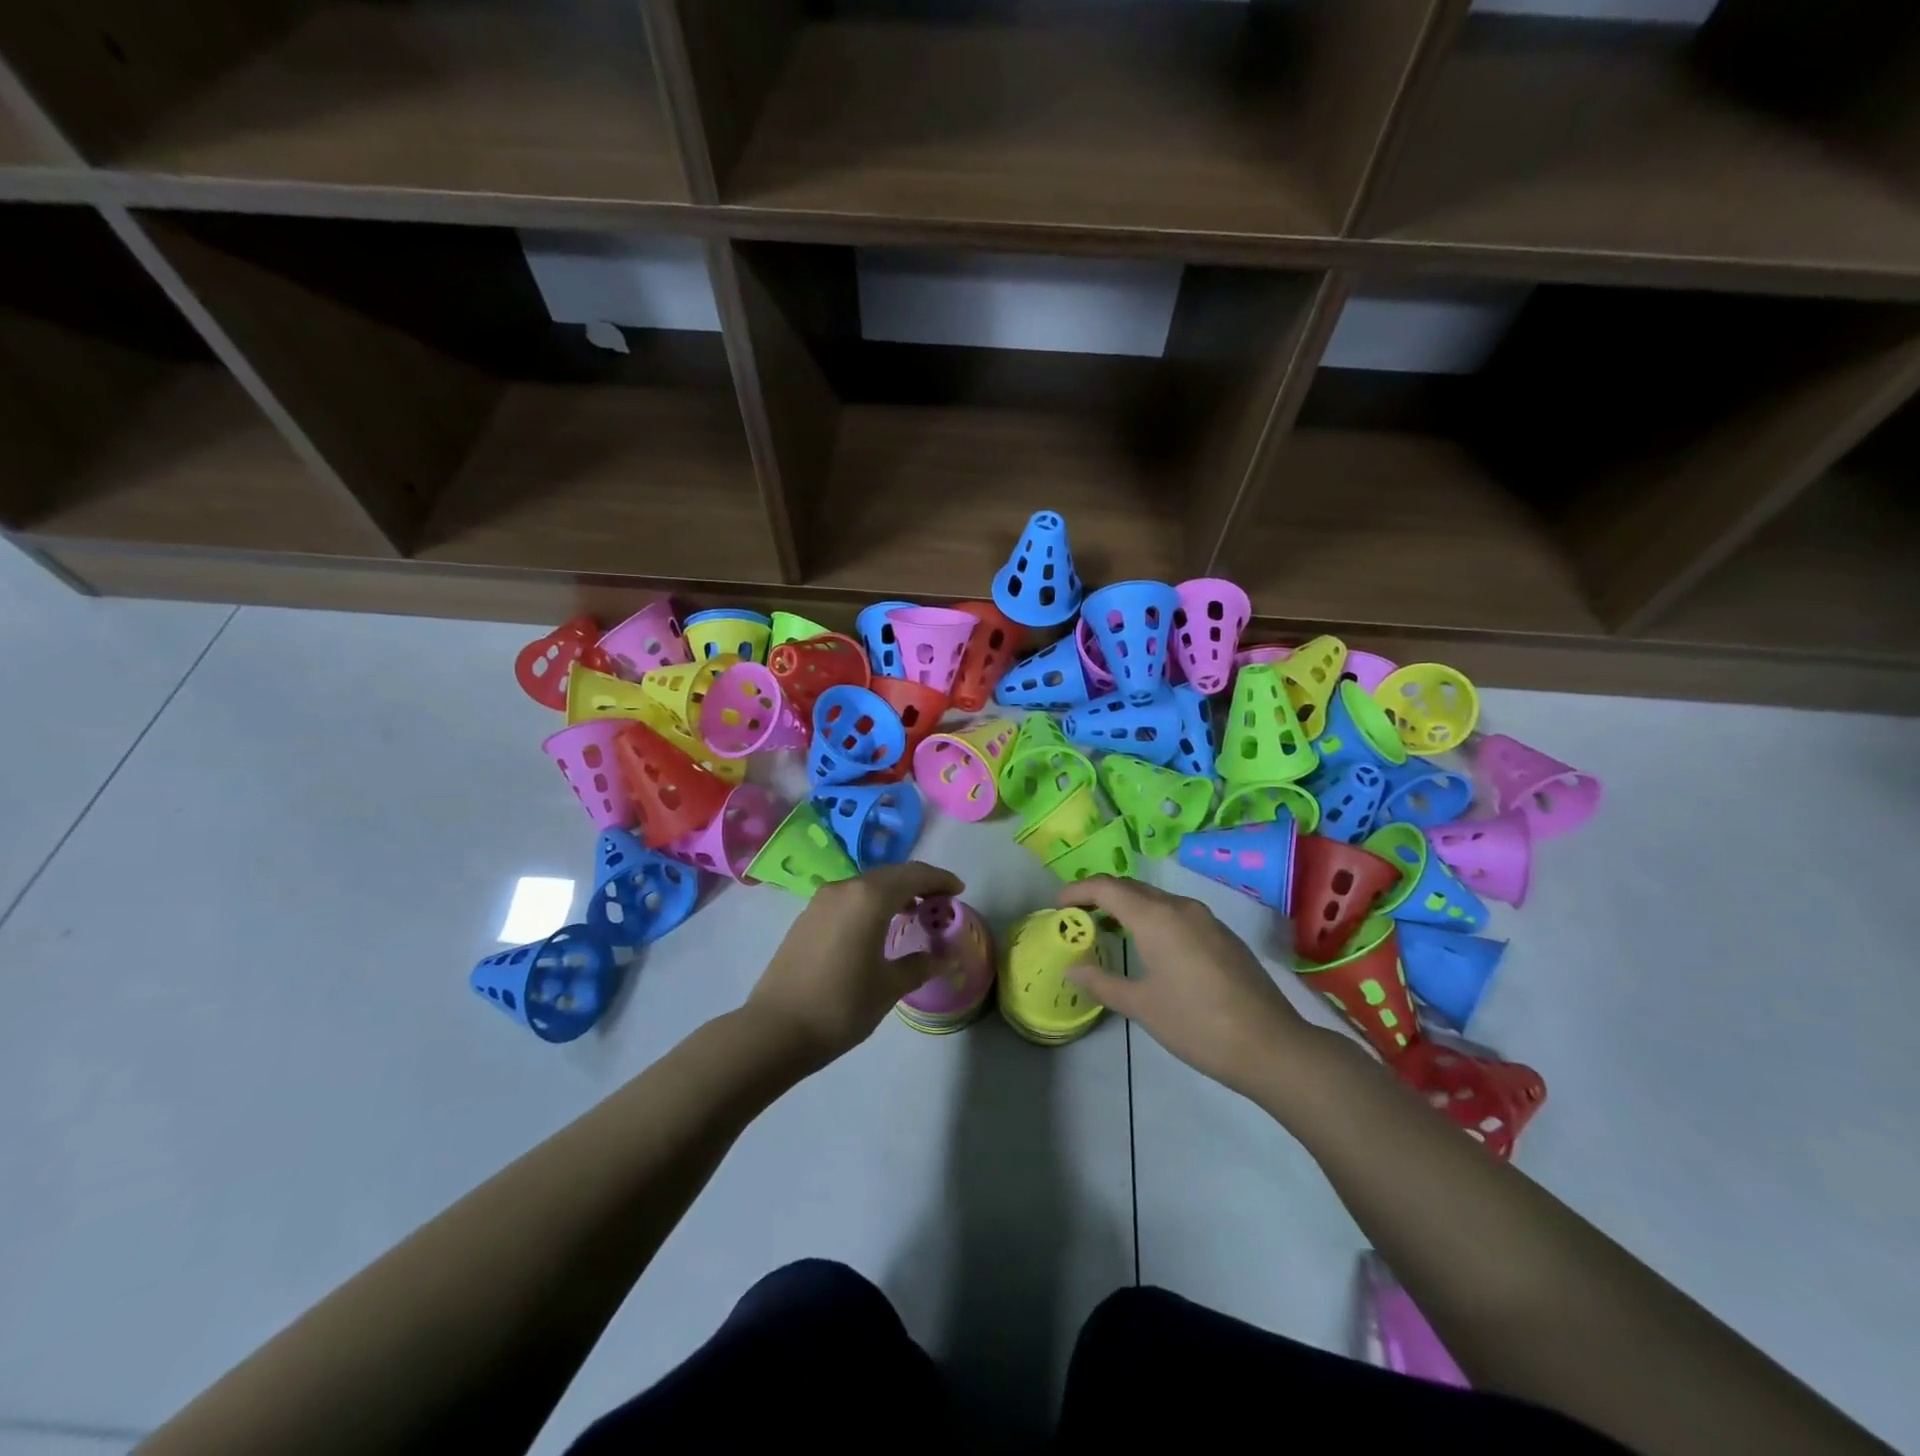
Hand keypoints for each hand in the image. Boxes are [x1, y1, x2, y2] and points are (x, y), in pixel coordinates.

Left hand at [746, 860, 965, 1069]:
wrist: (775, 1030)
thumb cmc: (841, 1006)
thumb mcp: (888, 987)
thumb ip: (919, 966)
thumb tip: (942, 958)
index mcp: (870, 898)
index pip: (914, 875)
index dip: (940, 879)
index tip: (959, 890)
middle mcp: (846, 888)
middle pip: (891, 874)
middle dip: (918, 883)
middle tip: (940, 902)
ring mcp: (822, 900)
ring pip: (868, 884)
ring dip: (893, 892)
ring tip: (913, 913)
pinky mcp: (807, 916)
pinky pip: (849, 897)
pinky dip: (871, 902)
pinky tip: (877, 926)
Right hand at [1058, 877, 1313, 1097]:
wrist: (1271, 1046)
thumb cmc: (1197, 1024)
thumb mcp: (1142, 1006)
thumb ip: (1103, 982)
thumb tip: (1073, 970)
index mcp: (1156, 917)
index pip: (1107, 888)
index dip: (1078, 890)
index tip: (1057, 905)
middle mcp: (1180, 907)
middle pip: (1132, 888)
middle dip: (1100, 896)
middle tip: (1077, 915)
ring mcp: (1206, 919)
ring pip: (1157, 899)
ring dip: (1128, 906)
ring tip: (1107, 929)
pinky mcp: (1222, 935)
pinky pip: (1177, 913)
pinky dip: (1152, 918)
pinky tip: (1148, 946)